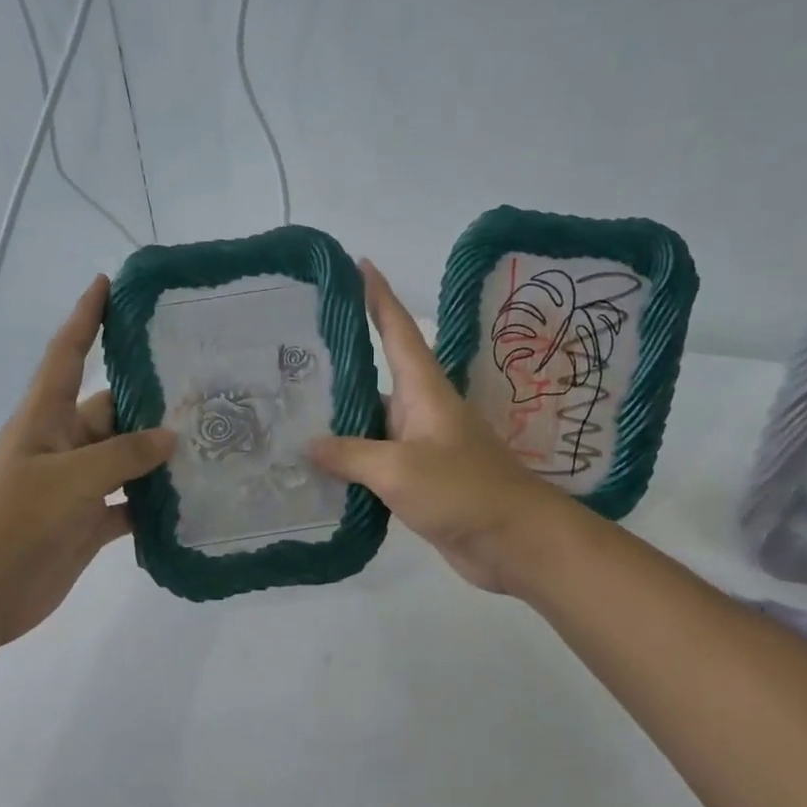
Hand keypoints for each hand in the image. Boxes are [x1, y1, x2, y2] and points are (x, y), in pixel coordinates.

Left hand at [0, 276, 174, 646]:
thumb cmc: (11, 520)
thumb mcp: (69, 478)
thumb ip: (123, 455)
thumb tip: (172, 436)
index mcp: (45, 418)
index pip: (68, 354)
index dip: (86, 317)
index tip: (108, 283)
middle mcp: (63, 444)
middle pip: (112, 409)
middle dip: (151, 397)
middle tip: (205, 384)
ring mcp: (76, 486)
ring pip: (127, 459)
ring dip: (160, 454)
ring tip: (212, 438)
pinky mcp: (87, 523)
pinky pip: (130, 505)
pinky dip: (155, 504)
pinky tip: (192, 499)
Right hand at [310, 261, 566, 595]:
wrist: (515, 541)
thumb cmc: (464, 490)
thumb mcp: (400, 469)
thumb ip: (351, 454)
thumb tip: (309, 444)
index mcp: (423, 390)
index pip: (397, 330)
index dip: (377, 296)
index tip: (357, 264)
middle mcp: (421, 410)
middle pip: (376, 375)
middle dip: (340, 361)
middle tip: (290, 353)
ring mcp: (421, 445)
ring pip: (372, 421)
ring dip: (339, 417)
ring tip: (291, 411)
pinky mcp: (419, 479)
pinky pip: (376, 459)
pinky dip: (349, 459)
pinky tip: (318, 466)